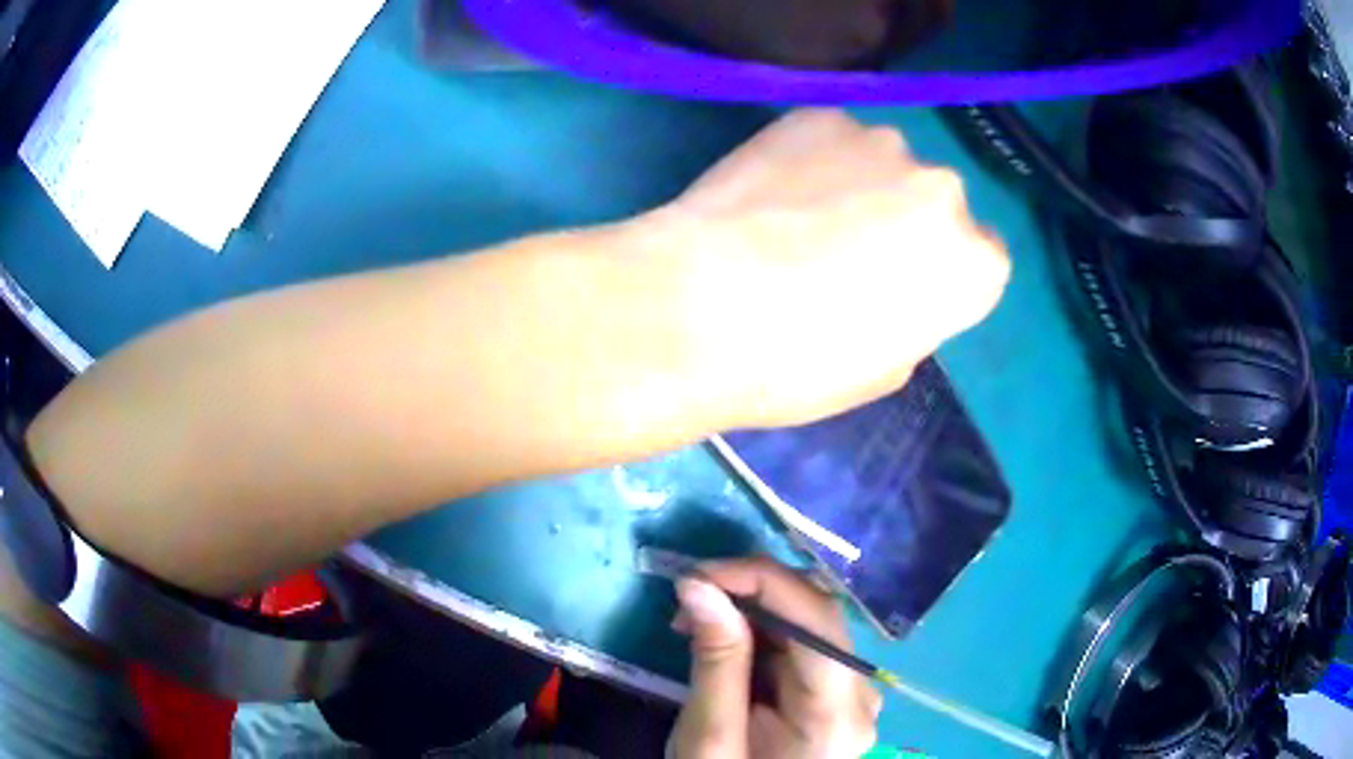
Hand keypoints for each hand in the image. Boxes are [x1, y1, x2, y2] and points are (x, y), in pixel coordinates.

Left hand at [643, 108, 1008, 429]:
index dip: (938, 272)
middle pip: (935, 203)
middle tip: (841, 250)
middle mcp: (944, 192)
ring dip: (856, 183)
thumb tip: (897, 289)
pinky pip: (830, 139)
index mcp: (973, 265)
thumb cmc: (798, 364)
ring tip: (794, 218)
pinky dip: (809, 159)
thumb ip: (913, 319)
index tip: (901, 285)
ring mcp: (882, 143)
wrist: (700, 309)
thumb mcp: (881, 371)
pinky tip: (767, 192)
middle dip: (902, 222)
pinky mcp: (820, 116)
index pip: (980, 259)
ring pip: (882, 165)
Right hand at [668, 557, 880, 757]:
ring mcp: (856, 693)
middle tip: (689, 597)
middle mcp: (862, 693)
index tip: (696, 574)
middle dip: (753, 592)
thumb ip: (715, 660)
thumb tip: (698, 585)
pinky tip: (727, 638)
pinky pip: (806, 645)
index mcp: (837, 712)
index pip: (817, 620)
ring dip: (755, 608)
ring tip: (698, 619)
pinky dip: (764, 631)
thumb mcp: (708, 735)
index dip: (761, 580)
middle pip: (820, 616)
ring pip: (813, 623)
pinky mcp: (839, 694)